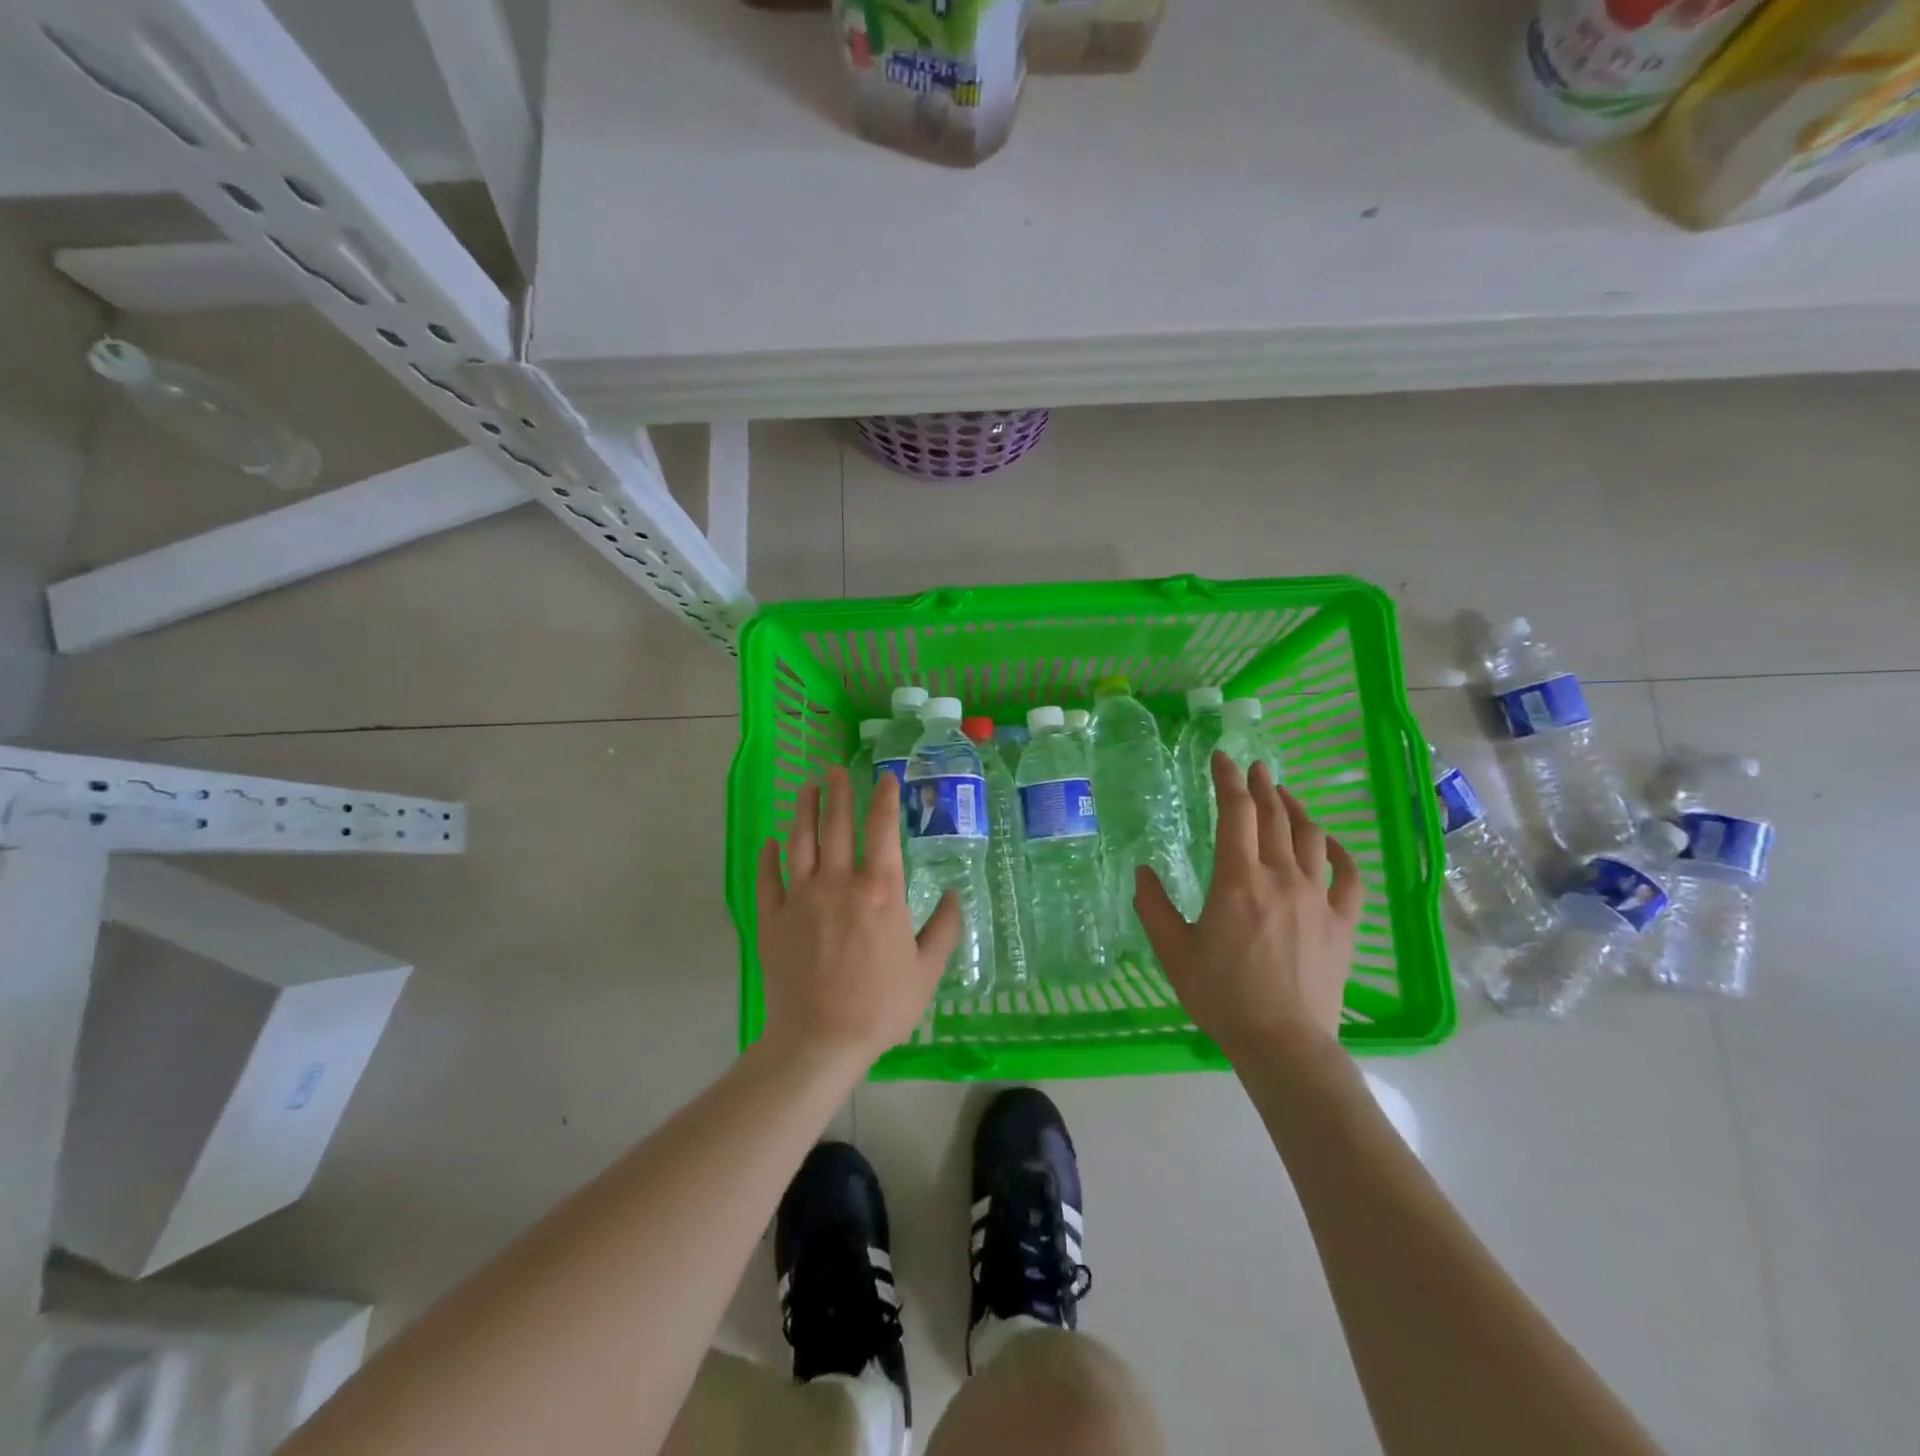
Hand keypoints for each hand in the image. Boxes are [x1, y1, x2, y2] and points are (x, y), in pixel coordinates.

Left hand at [755, 768, 959, 1064]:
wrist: (819, 1040)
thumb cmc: (880, 1006)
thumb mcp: (926, 971)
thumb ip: (943, 928)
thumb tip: (954, 895)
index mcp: (878, 891)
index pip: (881, 830)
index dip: (884, 799)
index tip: (885, 779)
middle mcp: (837, 883)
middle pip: (836, 825)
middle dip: (837, 792)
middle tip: (835, 769)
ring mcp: (799, 898)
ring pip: (799, 842)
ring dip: (803, 810)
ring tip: (805, 787)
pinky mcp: (772, 919)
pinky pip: (768, 878)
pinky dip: (769, 856)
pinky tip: (771, 841)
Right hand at [1136, 752, 1363, 1062]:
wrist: (1282, 1042)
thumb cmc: (1221, 995)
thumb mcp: (1172, 950)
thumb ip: (1152, 905)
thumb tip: (1142, 871)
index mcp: (1238, 879)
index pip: (1236, 812)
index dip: (1228, 779)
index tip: (1222, 758)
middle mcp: (1281, 877)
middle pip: (1276, 817)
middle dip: (1263, 786)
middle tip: (1255, 768)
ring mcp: (1318, 898)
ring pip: (1312, 838)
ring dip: (1297, 810)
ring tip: (1285, 796)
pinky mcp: (1343, 922)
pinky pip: (1349, 876)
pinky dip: (1339, 852)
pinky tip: (1330, 843)